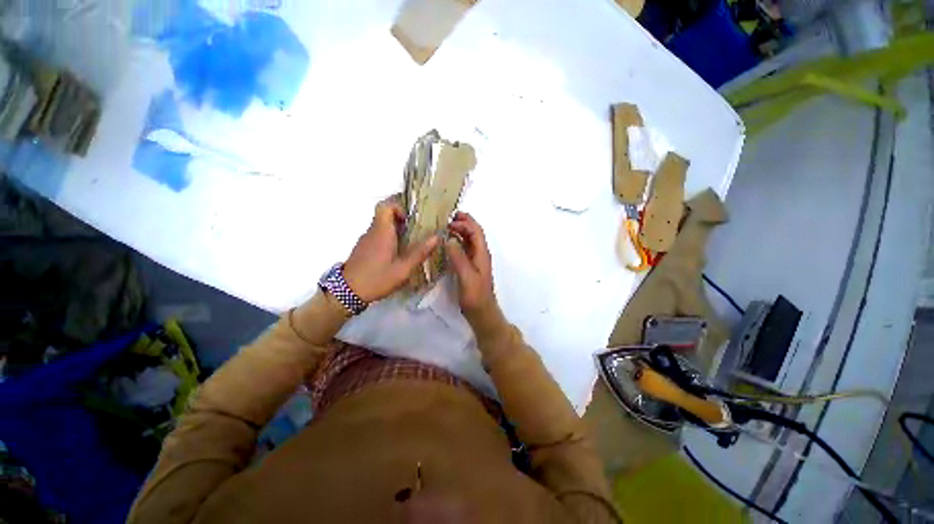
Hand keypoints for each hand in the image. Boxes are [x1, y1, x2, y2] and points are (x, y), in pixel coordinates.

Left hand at [343, 198, 439, 302]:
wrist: (347, 293)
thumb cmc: (377, 279)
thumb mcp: (403, 269)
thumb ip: (419, 253)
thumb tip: (436, 237)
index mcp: (381, 232)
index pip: (385, 205)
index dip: (398, 207)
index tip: (410, 219)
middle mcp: (372, 231)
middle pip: (385, 214)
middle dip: (401, 219)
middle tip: (416, 230)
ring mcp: (366, 240)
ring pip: (381, 225)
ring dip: (396, 229)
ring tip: (410, 243)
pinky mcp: (363, 248)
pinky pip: (378, 235)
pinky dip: (389, 238)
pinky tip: (398, 253)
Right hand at [445, 212, 494, 312]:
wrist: (481, 312)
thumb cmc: (475, 296)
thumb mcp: (467, 277)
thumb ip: (458, 258)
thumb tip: (449, 240)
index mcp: (482, 253)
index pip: (476, 231)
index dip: (465, 222)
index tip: (450, 219)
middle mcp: (480, 254)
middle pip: (473, 233)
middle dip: (462, 223)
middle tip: (446, 219)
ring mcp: (475, 260)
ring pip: (468, 241)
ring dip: (459, 232)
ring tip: (445, 228)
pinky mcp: (470, 267)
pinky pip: (464, 250)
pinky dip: (456, 243)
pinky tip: (447, 244)